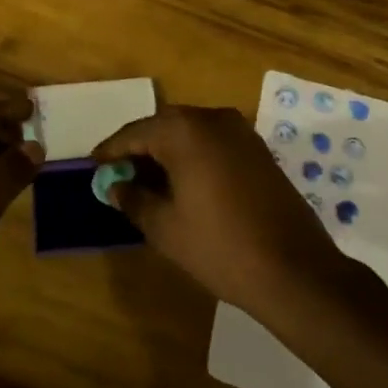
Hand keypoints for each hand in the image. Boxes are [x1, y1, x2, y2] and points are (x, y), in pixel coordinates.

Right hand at [92, 105, 349, 313]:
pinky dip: (193, 156)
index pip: (136, 132)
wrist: (293, 268)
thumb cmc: (220, 247)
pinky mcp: (259, 150)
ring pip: (191, 132)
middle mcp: (214, 119)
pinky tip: (183, 183)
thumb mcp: (165, 227)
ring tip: (147, 182)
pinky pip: (214, 143)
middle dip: (140, 148)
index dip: (111, 150)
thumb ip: (134, 199)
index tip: (94, 165)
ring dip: (167, 151)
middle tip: (119, 175)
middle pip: (164, 126)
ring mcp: (241, 132)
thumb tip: (115, 186)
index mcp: (186, 131)